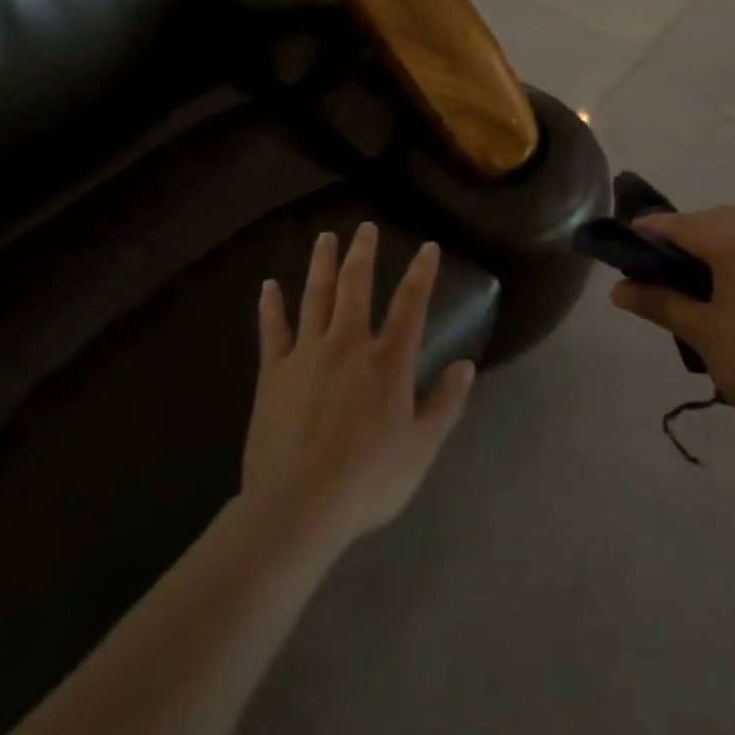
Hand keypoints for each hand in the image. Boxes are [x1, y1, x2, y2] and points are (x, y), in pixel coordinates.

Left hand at [240, 224, 475, 553]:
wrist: (297, 508)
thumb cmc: (367, 481)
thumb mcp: (420, 449)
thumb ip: (445, 404)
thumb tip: (466, 366)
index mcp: (387, 360)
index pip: (411, 304)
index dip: (421, 273)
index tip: (428, 246)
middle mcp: (349, 343)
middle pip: (356, 286)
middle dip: (363, 253)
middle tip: (365, 226)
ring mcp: (307, 354)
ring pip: (316, 297)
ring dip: (322, 264)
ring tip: (325, 238)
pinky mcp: (273, 373)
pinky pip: (273, 330)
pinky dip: (271, 306)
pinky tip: (268, 286)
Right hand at [611, 205, 734, 428]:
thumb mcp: (700, 332)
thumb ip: (659, 302)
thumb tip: (618, 290)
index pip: (686, 225)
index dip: (654, 228)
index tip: (630, 236)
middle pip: (720, 219)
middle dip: (689, 228)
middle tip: (664, 255)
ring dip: (719, 241)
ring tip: (699, 275)